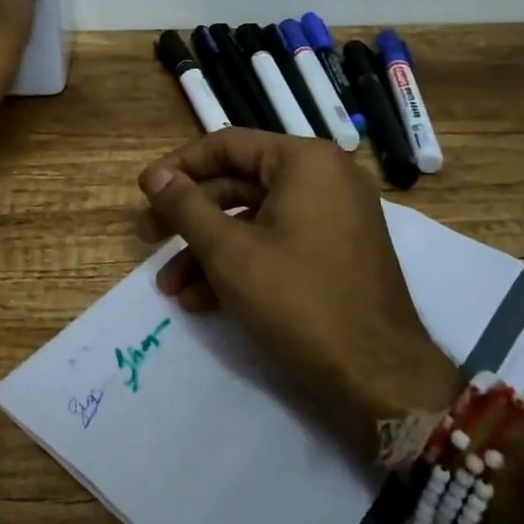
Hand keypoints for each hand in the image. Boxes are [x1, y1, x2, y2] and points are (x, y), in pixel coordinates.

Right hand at [136, 130, 460, 437]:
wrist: (380, 377)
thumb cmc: (299, 300)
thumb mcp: (229, 252)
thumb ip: (186, 206)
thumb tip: (155, 174)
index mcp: (304, 161)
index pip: (226, 146)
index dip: (178, 168)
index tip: (143, 192)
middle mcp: (323, 178)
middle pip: (238, 184)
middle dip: (188, 217)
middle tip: (146, 239)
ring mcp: (333, 217)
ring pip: (253, 220)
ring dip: (208, 250)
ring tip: (169, 288)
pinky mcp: (335, 252)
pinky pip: (278, 242)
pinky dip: (241, 264)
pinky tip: (201, 301)